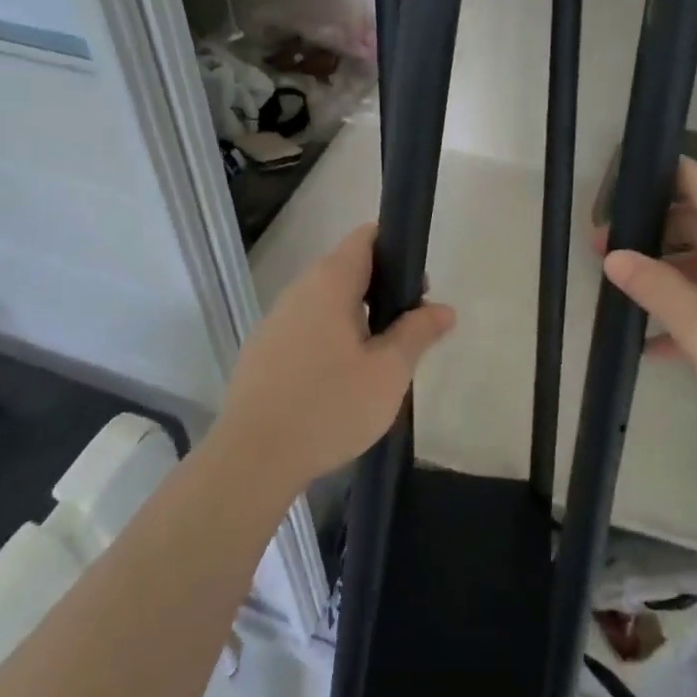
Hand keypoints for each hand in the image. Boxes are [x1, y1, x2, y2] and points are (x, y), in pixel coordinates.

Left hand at [219, 224, 455, 489]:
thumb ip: (418, 333)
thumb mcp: (388, 372)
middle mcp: (298, 290)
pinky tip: (341, 381)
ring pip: (326, 303)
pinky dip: (331, 340)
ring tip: (379, 361)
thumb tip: (443, 309)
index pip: (366, 238)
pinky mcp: (263, 350)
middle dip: (383, 291)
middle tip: (408, 332)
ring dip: (357, 319)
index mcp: (329, 282)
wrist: (252, 458)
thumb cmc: (329, 406)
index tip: (418, 287)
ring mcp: (276, 320)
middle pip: (347, 270)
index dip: (397, 250)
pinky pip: (307, 329)